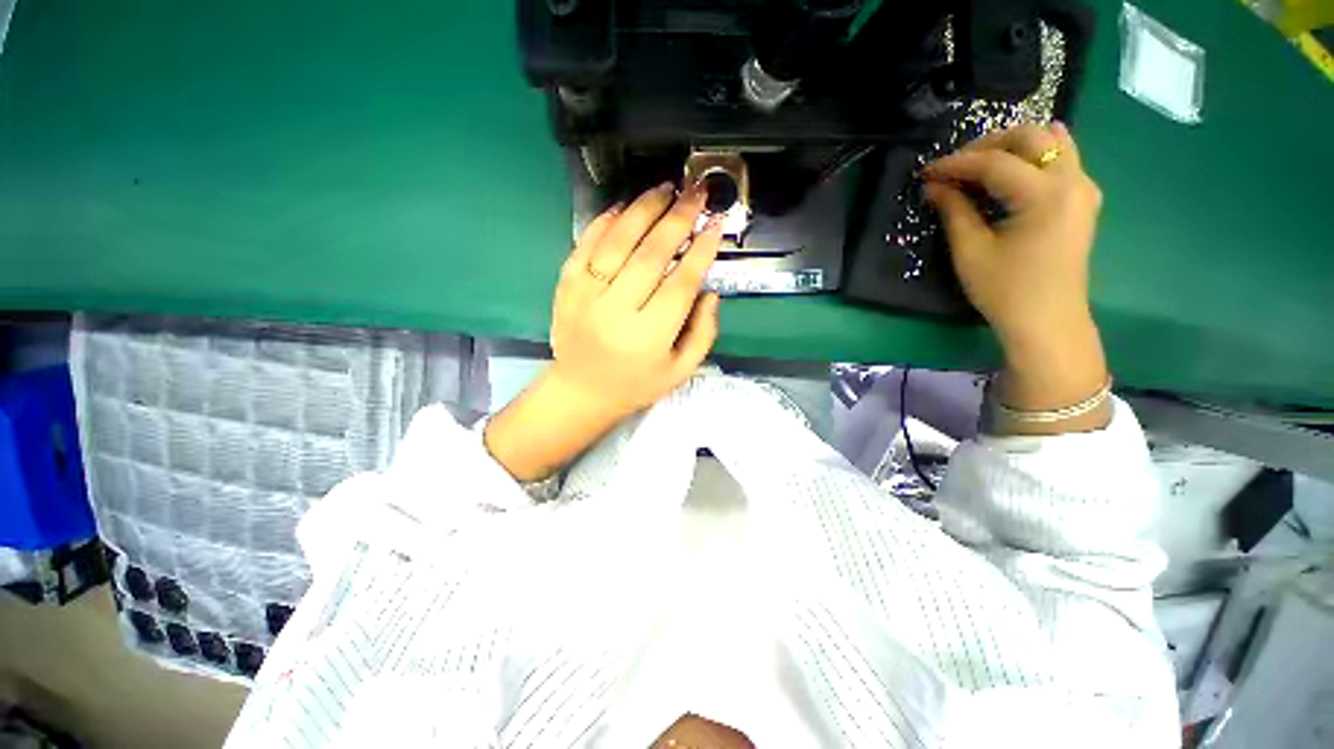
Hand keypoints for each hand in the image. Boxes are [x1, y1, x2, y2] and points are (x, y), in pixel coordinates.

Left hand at [549, 181, 722, 416]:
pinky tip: (625, 207)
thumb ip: (703, 333)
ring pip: (617, 241)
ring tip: (666, 189)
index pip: (681, 283)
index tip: (715, 225)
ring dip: (644, 209)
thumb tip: (710, 292)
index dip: (701, 251)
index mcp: (649, 337)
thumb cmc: (636, 385)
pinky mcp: (566, 286)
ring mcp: (586, 295)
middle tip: (696, 193)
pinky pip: (586, 244)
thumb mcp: (681, 371)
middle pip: (651, 255)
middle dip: (678, 219)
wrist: (582, 391)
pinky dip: (605, 221)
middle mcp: (616, 311)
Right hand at [924, 122, 1109, 432]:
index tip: (926, 171)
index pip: (995, 162)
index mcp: (1045, 194)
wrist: (1048, 322)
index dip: (956, 163)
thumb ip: (954, 211)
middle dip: (988, 143)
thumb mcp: (971, 251)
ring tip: (980, 163)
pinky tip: (1016, 166)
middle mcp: (1072, 181)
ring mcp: (1084, 188)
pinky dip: (1037, 155)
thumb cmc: (1006, 291)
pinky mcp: (1083, 200)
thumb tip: (934, 186)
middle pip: (1031, 137)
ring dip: (1014, 145)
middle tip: (955, 165)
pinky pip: (1063, 159)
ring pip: (1053, 142)